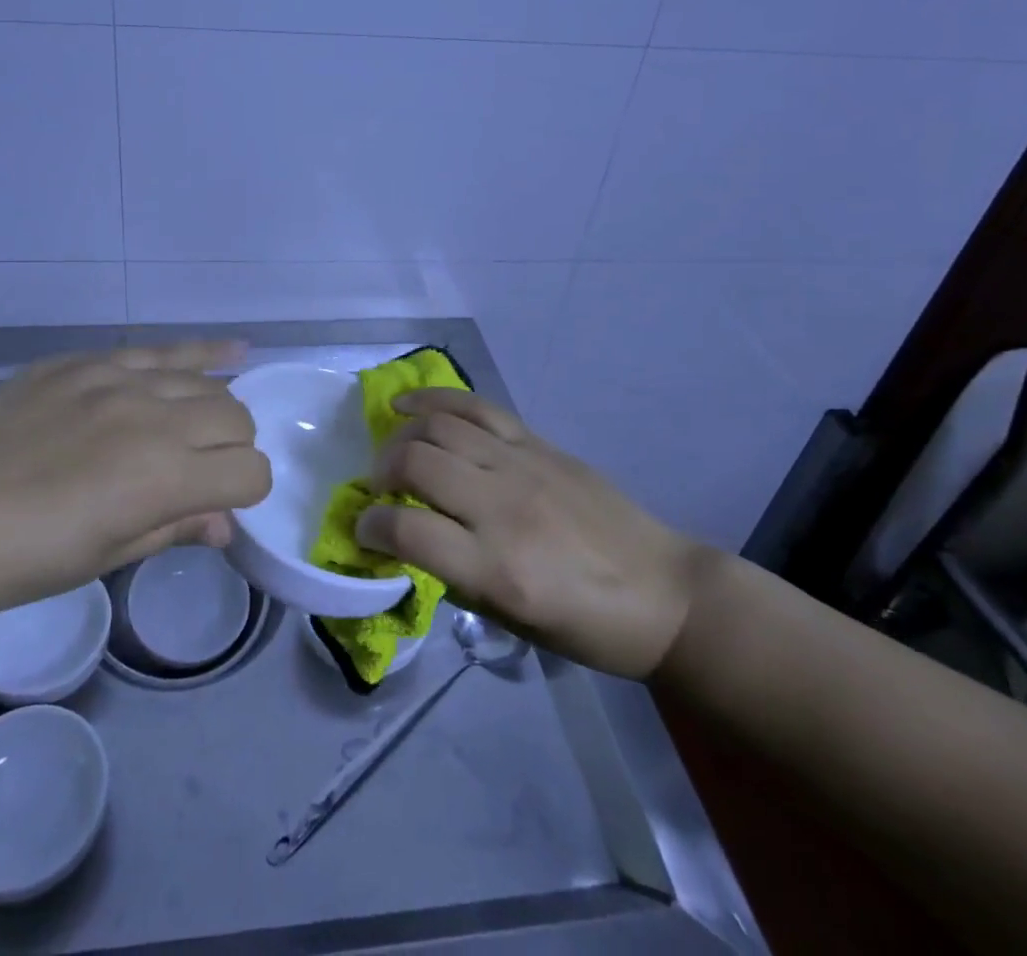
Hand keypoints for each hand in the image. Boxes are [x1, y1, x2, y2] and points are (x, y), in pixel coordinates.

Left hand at [0, 342, 271, 622]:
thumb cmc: (15, 559)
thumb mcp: (101, 557)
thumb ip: (173, 529)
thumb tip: (224, 525)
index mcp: (162, 478)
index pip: (250, 472)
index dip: (246, 494)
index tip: (218, 507)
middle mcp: (155, 418)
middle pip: (236, 419)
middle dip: (233, 450)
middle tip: (198, 474)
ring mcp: (119, 379)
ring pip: (206, 382)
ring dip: (217, 409)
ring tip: (202, 427)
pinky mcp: (88, 360)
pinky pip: (161, 349)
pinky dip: (204, 352)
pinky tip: (233, 349)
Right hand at [355, 389, 714, 680]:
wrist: (663, 593)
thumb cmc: (586, 626)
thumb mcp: (511, 620)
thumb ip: (452, 575)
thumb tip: (405, 538)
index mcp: (497, 569)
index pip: (406, 532)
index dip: (370, 528)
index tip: (363, 530)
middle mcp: (503, 508)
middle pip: (415, 463)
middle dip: (380, 472)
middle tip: (377, 487)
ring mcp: (522, 466)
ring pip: (439, 426)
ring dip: (402, 434)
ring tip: (392, 447)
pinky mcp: (538, 443)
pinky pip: (476, 406)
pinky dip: (435, 399)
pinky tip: (410, 404)